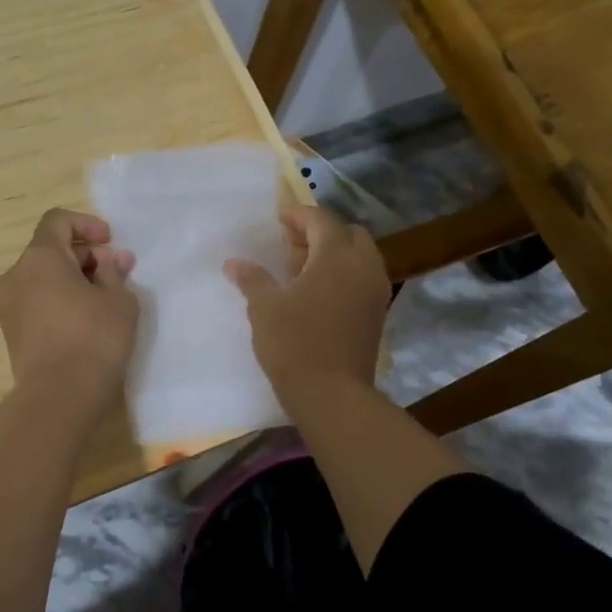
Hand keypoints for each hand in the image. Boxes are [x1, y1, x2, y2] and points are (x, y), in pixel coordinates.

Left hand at [0, 209, 137, 401]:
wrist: (58, 397)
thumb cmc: (94, 338)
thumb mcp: (119, 300)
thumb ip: (114, 272)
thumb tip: (110, 260)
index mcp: (39, 257)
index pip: (57, 221)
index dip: (86, 224)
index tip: (110, 241)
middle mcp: (16, 275)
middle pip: (50, 250)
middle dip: (86, 256)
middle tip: (118, 273)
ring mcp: (8, 306)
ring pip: (43, 278)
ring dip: (74, 279)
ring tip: (106, 298)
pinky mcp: (11, 333)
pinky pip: (37, 302)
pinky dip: (60, 300)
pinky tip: (86, 320)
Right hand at [225, 207, 388, 400]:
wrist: (332, 396)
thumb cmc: (294, 344)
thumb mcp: (264, 308)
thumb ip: (252, 279)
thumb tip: (234, 262)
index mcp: (337, 257)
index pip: (321, 220)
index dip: (299, 215)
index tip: (279, 219)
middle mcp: (363, 267)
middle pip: (348, 234)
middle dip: (321, 233)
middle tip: (292, 246)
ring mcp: (375, 292)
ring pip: (360, 257)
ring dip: (336, 254)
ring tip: (303, 270)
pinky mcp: (377, 315)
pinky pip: (363, 279)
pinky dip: (344, 275)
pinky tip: (318, 293)